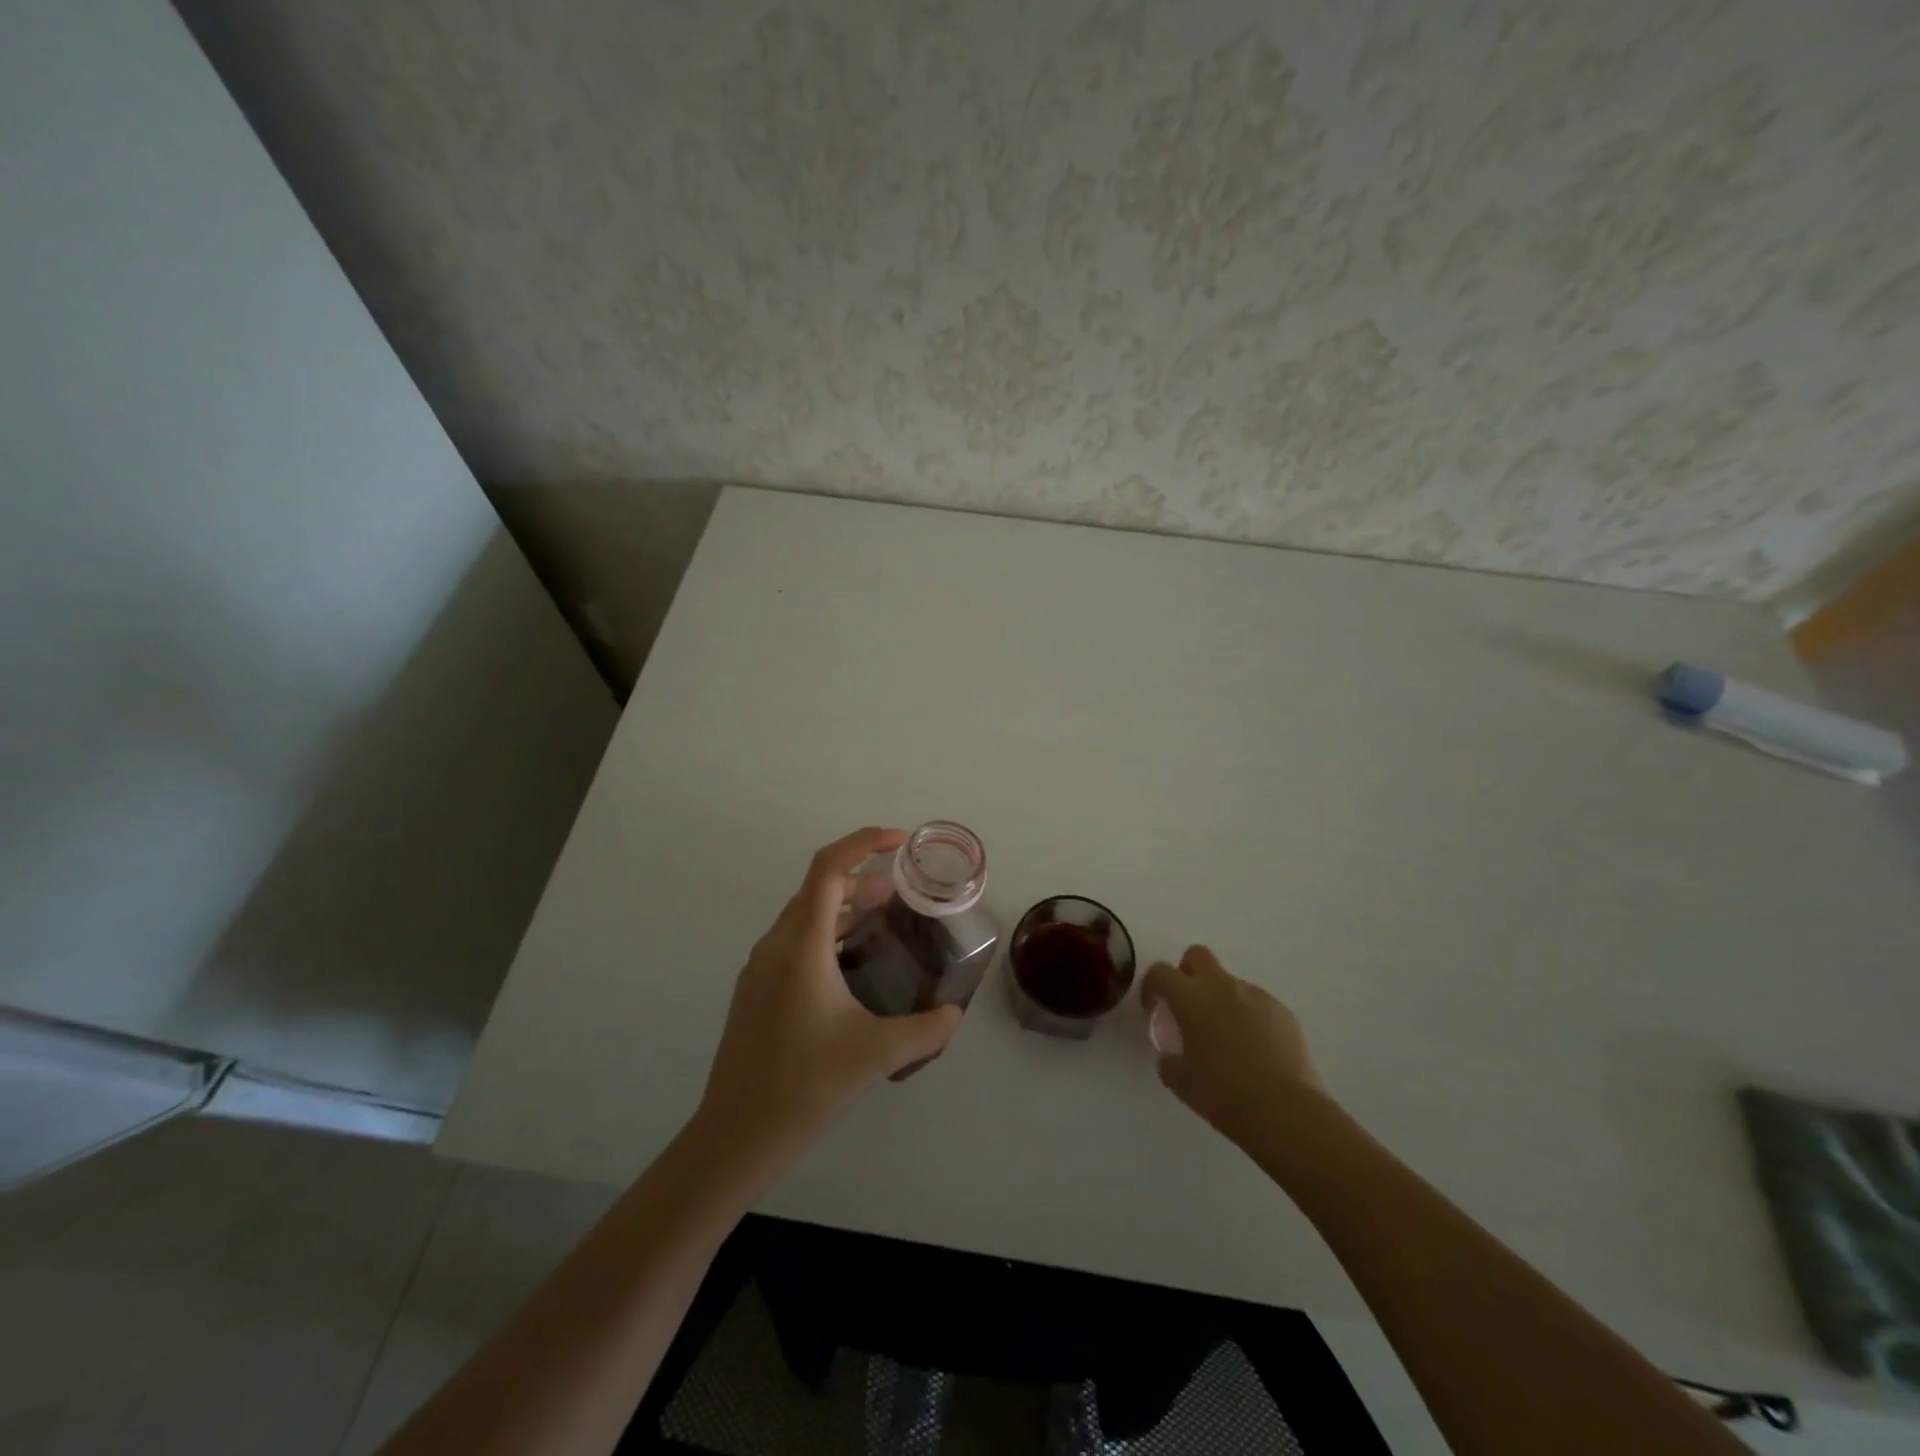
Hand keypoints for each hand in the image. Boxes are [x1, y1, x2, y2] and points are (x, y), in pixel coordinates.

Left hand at [696, 827, 963, 1168]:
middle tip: (903, 891)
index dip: (863, 842)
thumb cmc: (804, 1085)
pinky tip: (850, 963)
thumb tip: (955, 1014)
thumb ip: (925, 1030)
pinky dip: (827, 932)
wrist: (735, 1135)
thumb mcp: (875, 1055)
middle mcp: (776, 944)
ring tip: (884, 919)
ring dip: (844, 906)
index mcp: (801, 945)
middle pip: (818, 887)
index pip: (829, 869)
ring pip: (805, 915)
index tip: (900, 841)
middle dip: (862, 877)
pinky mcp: (755, 989)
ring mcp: (760, 967)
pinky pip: (794, 940)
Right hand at [1142, 945, 1326, 1148]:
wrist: (1285, 1110)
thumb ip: (1168, 1060)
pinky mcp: (1283, 1012)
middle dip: (1188, 972)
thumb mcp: (1180, 1081)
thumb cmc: (1223, 1093)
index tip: (1153, 1007)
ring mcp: (1256, 996)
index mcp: (1191, 998)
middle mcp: (1222, 987)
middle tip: (1188, 1006)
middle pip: (1198, 956)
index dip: (1152, 985)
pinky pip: (1258, 1003)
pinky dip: (1249, 1017)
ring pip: (1230, 982)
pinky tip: (1255, 1049)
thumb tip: (1170, 1055)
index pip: (1161, 972)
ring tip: (1227, 1037)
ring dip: (1221, 999)